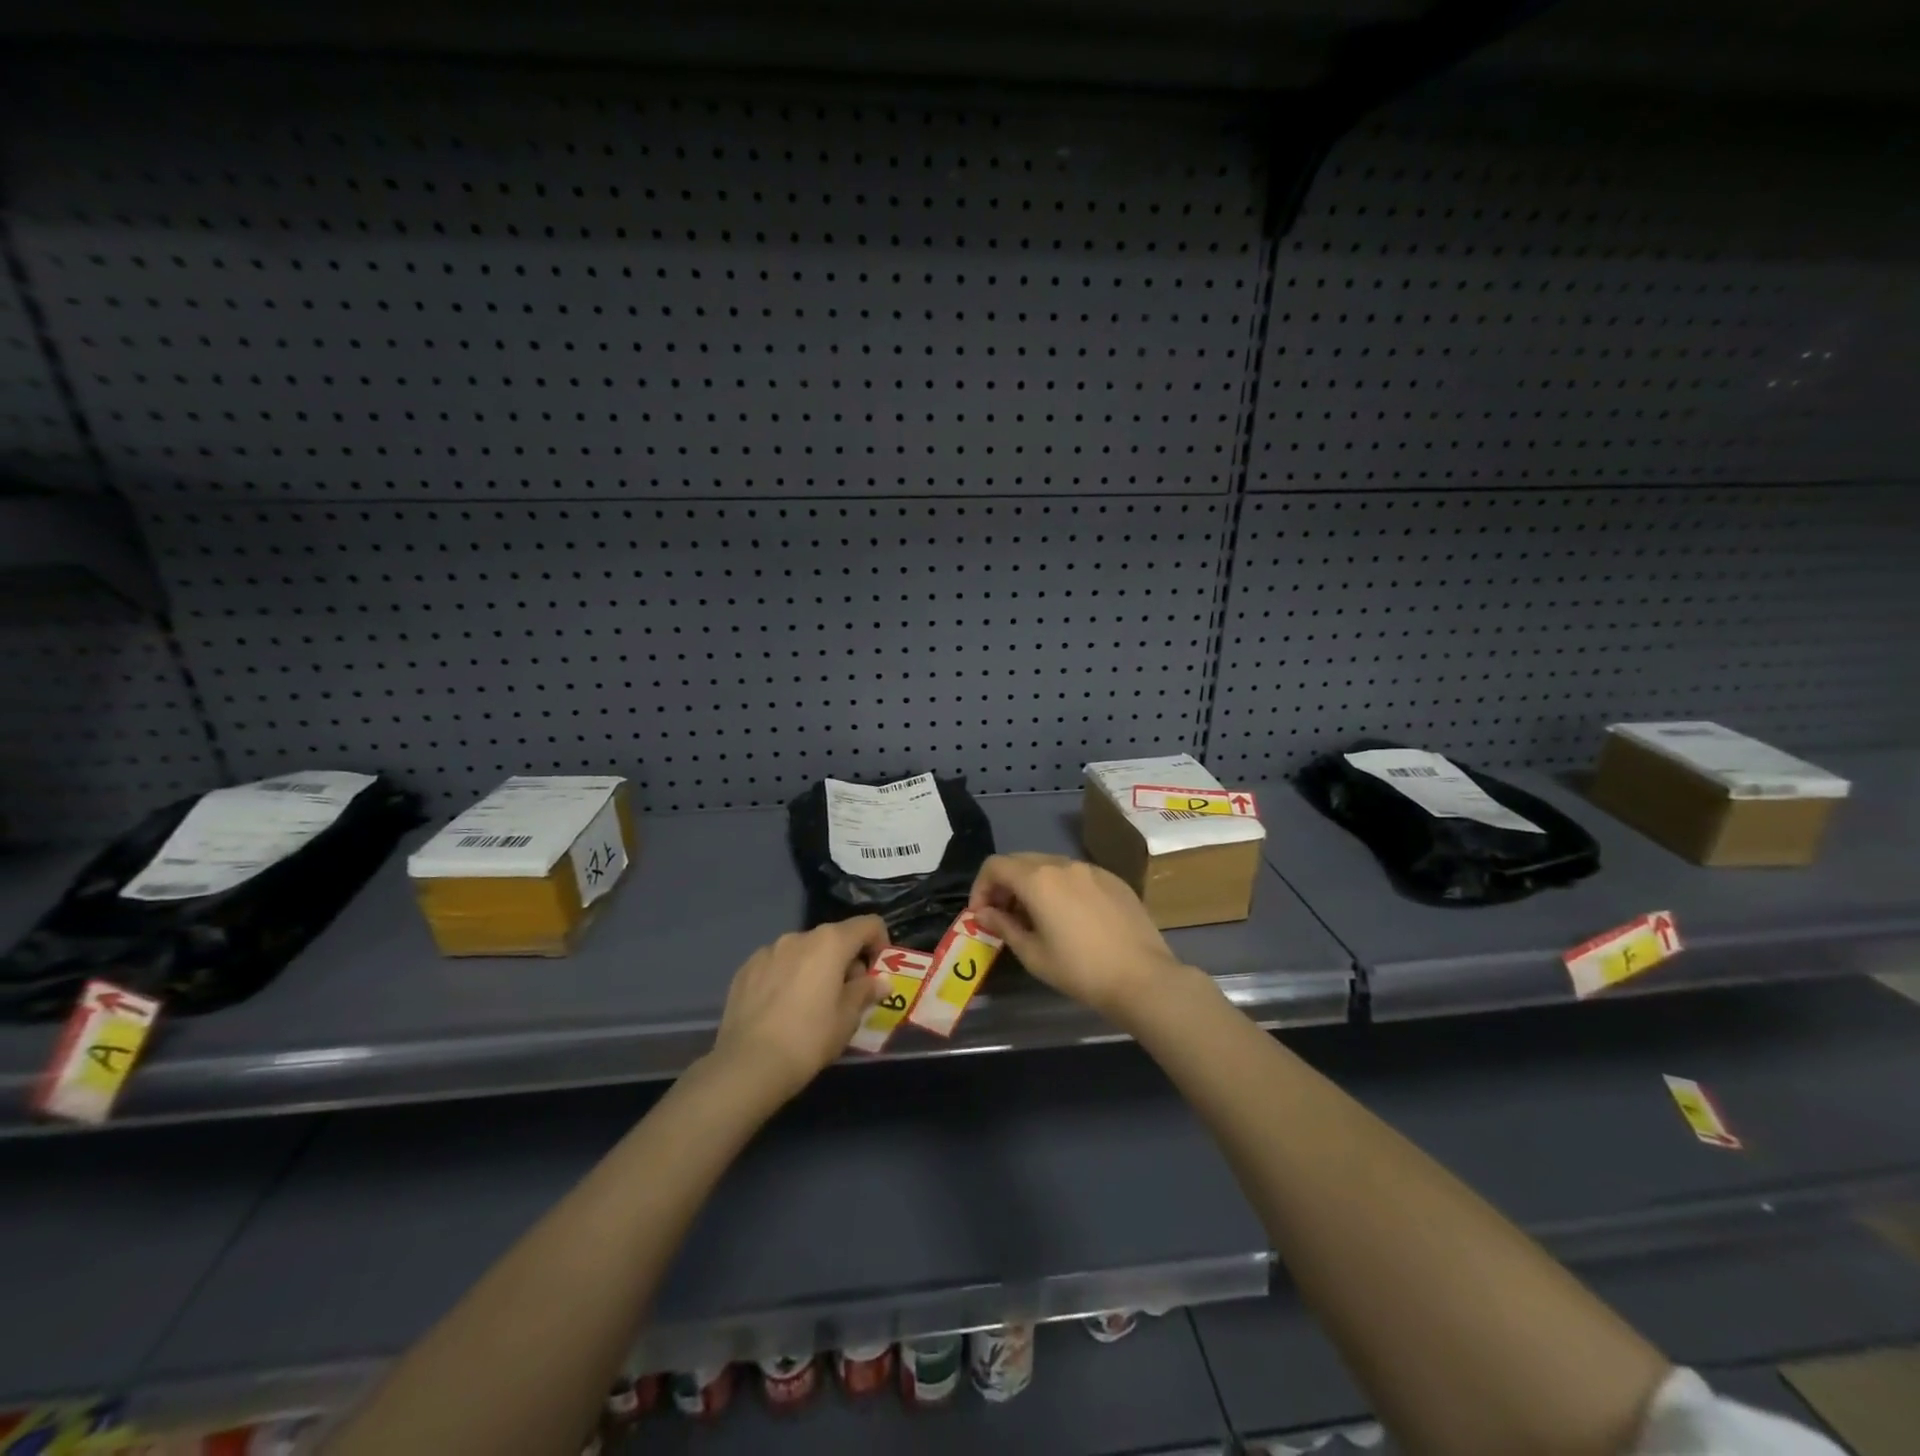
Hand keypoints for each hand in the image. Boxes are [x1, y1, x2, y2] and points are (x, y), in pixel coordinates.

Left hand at [710, 918, 888, 1101]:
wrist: (748, 1065)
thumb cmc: (809, 1038)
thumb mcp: (848, 1019)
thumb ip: (866, 992)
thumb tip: (880, 982)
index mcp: (830, 942)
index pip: (868, 924)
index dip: (880, 943)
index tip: (877, 972)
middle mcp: (798, 937)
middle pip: (834, 938)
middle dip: (846, 961)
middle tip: (847, 996)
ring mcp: (768, 951)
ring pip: (803, 951)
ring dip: (815, 968)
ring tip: (811, 1004)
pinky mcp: (745, 969)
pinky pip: (777, 965)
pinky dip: (787, 977)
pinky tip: (782, 1009)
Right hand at [968, 854, 1191, 1021]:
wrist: (1142, 978)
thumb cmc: (1080, 970)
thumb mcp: (1033, 954)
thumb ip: (1004, 927)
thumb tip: (984, 914)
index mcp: (1038, 879)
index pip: (995, 866)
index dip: (980, 887)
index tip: (982, 915)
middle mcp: (1063, 864)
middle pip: (1021, 861)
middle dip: (1005, 884)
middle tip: (1004, 916)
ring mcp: (1092, 869)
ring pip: (1050, 865)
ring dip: (1033, 884)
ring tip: (1036, 917)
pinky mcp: (1113, 879)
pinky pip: (1076, 874)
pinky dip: (1061, 887)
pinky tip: (1070, 917)